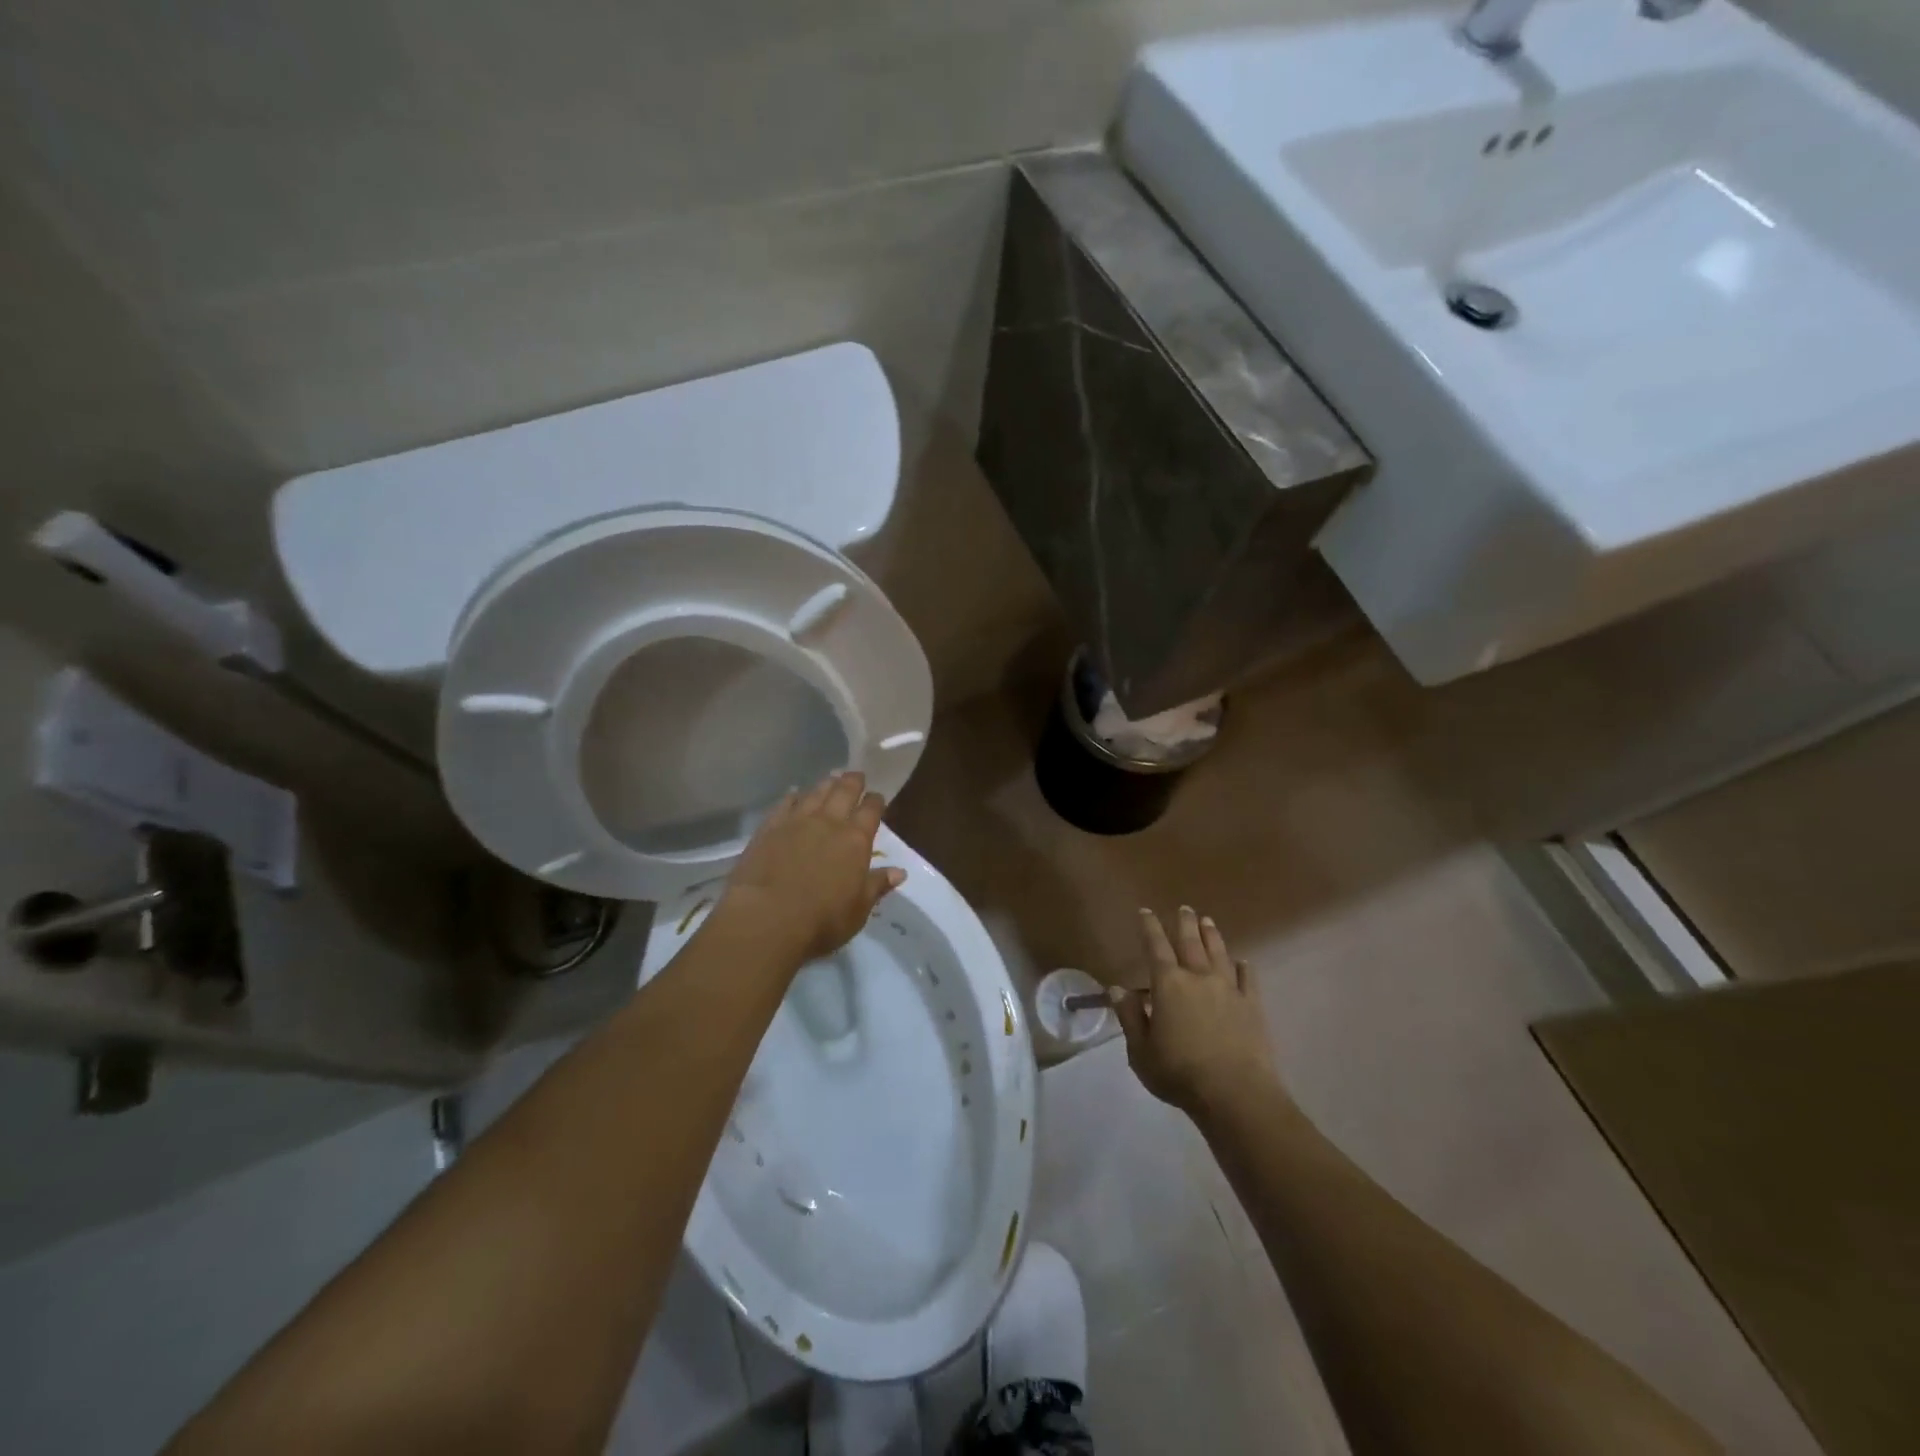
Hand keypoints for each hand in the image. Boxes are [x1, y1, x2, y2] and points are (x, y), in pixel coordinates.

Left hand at [714, 771, 904, 966]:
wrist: (766, 918)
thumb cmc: (821, 920)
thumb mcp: (858, 910)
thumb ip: (877, 886)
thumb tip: (899, 871)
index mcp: (856, 840)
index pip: (871, 811)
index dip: (876, 801)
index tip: (877, 797)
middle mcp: (829, 823)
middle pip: (844, 792)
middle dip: (852, 782)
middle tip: (856, 775)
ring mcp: (796, 822)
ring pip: (815, 793)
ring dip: (826, 784)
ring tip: (831, 779)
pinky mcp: (769, 828)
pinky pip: (784, 804)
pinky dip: (793, 796)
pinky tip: (794, 794)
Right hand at [1115, 906, 1283, 1122]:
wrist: (1235, 1094)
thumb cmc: (1179, 1073)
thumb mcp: (1140, 1051)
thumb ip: (1129, 1017)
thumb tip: (1117, 988)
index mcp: (1168, 985)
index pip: (1155, 946)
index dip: (1149, 927)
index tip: (1145, 911)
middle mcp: (1198, 977)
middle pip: (1191, 942)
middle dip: (1185, 923)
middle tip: (1184, 908)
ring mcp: (1229, 990)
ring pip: (1219, 953)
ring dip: (1212, 935)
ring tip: (1208, 921)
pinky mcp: (1252, 1006)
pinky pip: (1248, 979)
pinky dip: (1244, 967)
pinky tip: (1243, 961)